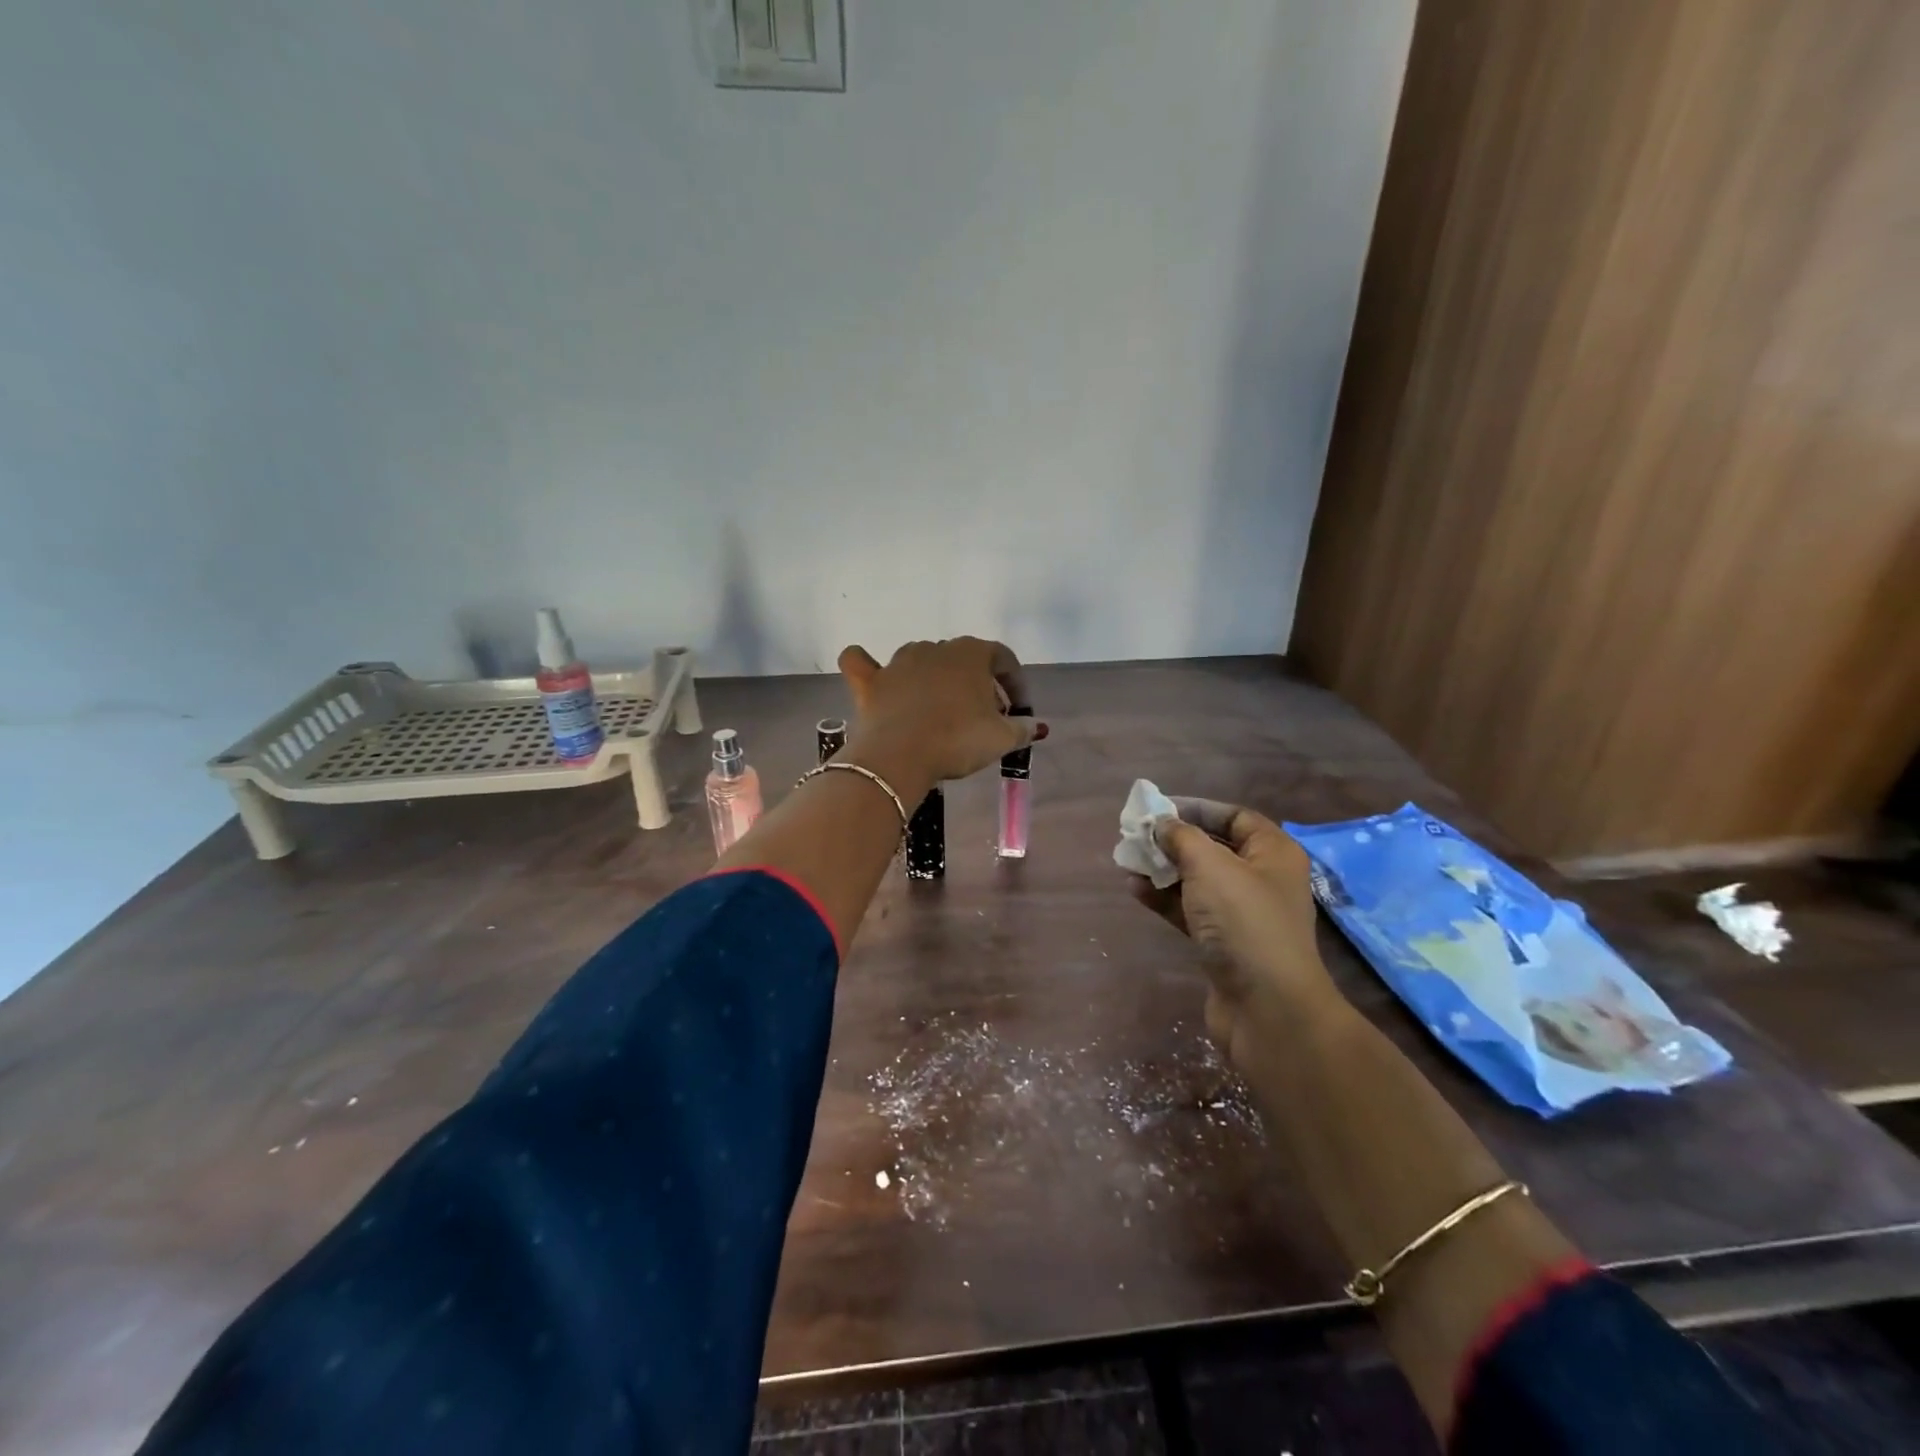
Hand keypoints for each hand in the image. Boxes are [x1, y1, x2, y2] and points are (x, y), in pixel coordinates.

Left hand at [837, 638, 1047, 786]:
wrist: (899, 756)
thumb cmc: (957, 741)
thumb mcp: (1001, 739)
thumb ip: (1022, 728)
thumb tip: (1035, 726)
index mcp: (971, 653)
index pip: (1003, 658)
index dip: (1015, 683)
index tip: (1018, 711)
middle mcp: (935, 649)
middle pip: (963, 660)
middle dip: (978, 685)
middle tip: (984, 718)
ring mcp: (899, 662)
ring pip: (922, 660)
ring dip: (935, 679)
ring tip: (943, 711)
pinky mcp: (870, 682)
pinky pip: (862, 663)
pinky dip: (866, 666)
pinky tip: (873, 675)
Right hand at [1129, 798, 1339, 1068]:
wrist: (1267, 1008)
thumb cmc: (1244, 922)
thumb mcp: (1210, 867)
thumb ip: (1181, 837)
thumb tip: (1161, 824)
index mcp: (1273, 853)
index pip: (1235, 817)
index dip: (1197, 808)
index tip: (1159, 809)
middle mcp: (1262, 879)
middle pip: (1213, 848)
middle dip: (1173, 841)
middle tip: (1135, 836)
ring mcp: (1243, 915)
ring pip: (1197, 881)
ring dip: (1163, 870)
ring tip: (1127, 862)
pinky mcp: (1224, 944)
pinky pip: (1190, 911)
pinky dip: (1164, 899)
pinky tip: (1135, 891)